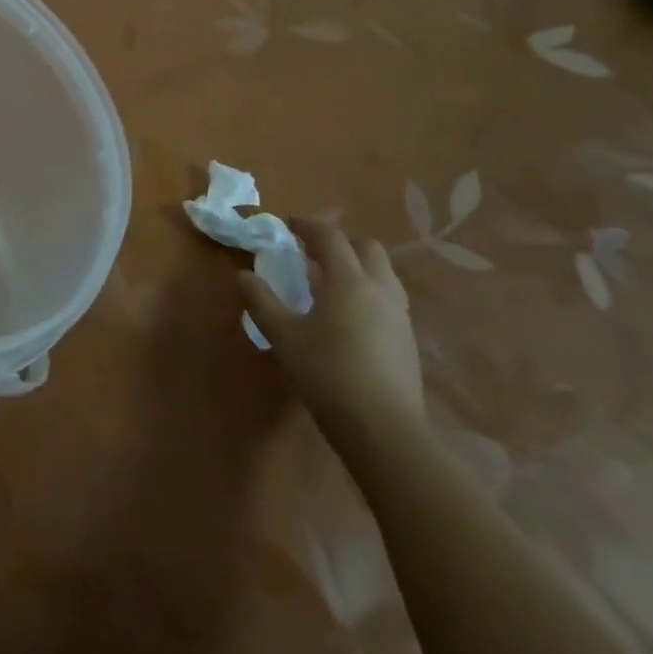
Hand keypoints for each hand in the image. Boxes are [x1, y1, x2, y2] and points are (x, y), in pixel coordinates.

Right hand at [240, 218, 423, 438]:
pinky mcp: (408, 342)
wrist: (384, 430)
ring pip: (383, 274)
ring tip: (330, 282)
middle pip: (367, 249)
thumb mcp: (283, 335)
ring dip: (358, 267)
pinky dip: (368, 293)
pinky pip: (388, 299)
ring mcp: (399, 316)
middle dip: (340, 243)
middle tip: (312, 252)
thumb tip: (244, 275)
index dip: (308, 225)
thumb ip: (262, 301)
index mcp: (348, 281)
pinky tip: (349, 316)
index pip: (330, 237)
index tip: (288, 224)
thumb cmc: (327, 373)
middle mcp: (379, 290)